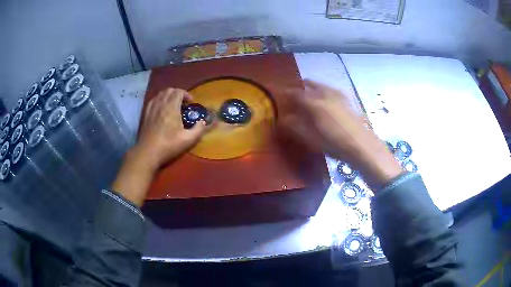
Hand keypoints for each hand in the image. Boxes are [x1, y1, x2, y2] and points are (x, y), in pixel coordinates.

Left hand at [112, 88, 209, 205]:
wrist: (148, 152)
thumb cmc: (169, 145)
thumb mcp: (188, 140)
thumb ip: (198, 129)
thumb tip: (203, 122)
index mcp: (172, 107)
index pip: (178, 92)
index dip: (186, 94)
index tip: (191, 102)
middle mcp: (161, 104)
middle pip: (169, 90)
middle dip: (178, 93)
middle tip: (183, 103)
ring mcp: (152, 108)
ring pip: (160, 94)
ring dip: (168, 96)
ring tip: (173, 104)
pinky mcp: (145, 114)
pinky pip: (153, 100)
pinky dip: (159, 100)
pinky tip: (161, 108)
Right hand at [280, 80, 402, 189]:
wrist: (362, 145)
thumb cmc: (334, 143)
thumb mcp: (311, 138)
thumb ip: (295, 127)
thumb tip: (282, 119)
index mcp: (314, 103)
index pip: (296, 94)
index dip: (286, 94)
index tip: (280, 96)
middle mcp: (325, 94)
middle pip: (309, 85)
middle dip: (300, 88)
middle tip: (295, 94)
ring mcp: (338, 95)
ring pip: (321, 85)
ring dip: (312, 87)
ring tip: (308, 93)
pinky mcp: (347, 100)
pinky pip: (331, 90)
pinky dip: (324, 90)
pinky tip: (326, 99)